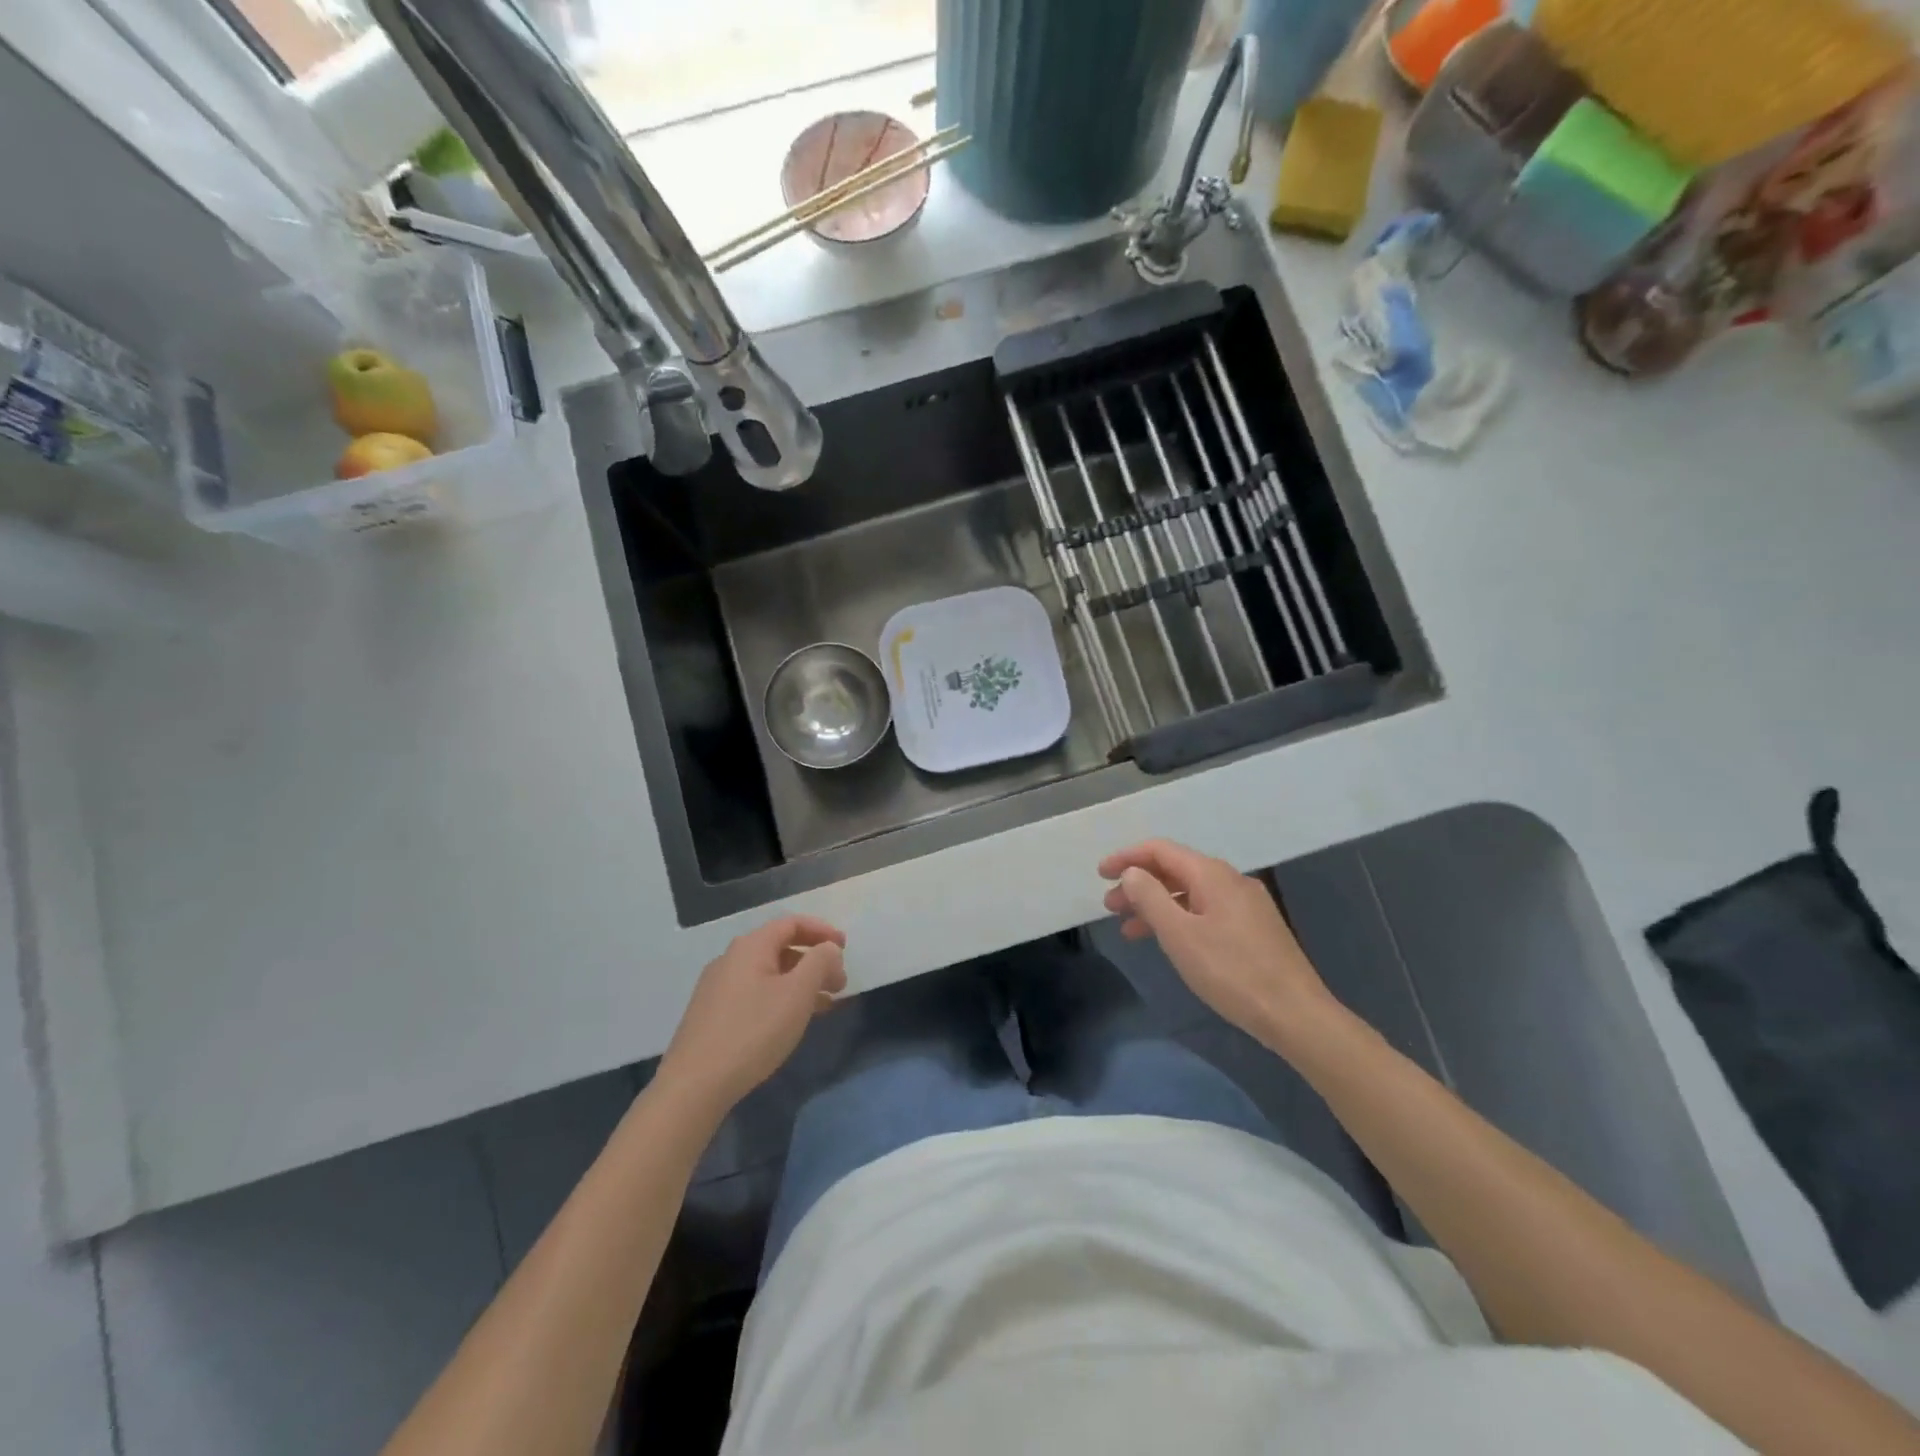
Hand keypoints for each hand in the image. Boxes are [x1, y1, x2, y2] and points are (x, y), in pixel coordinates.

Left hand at [657, 915, 846, 1115]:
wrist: (694, 1086)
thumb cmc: (753, 1032)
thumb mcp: (797, 994)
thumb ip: (819, 963)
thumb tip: (828, 949)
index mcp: (751, 946)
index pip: (792, 923)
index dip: (822, 931)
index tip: (845, 948)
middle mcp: (731, 959)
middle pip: (780, 947)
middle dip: (814, 961)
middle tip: (839, 983)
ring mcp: (718, 987)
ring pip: (769, 973)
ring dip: (800, 982)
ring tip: (825, 1005)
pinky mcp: (712, 1014)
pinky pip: (755, 993)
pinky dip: (781, 998)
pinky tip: (792, 1022)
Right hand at [1099, 839, 1334, 1050]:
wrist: (1296, 1014)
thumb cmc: (1231, 971)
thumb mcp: (1180, 935)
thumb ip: (1150, 898)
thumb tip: (1132, 872)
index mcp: (1212, 875)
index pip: (1161, 850)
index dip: (1127, 857)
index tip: (1100, 874)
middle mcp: (1230, 880)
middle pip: (1175, 870)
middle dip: (1139, 884)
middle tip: (1110, 906)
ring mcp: (1246, 904)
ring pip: (1190, 893)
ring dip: (1157, 905)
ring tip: (1130, 929)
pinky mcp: (1254, 928)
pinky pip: (1206, 910)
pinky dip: (1179, 918)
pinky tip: (1169, 941)